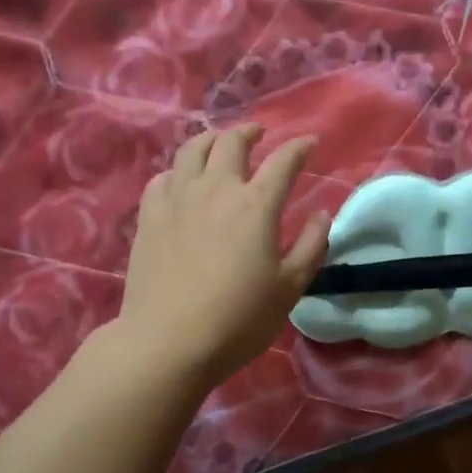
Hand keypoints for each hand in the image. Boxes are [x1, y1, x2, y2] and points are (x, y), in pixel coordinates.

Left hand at [116, 124, 329, 388]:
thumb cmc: (239, 319)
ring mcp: (177, 198)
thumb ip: (311, 246)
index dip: (299, 148)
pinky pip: (164, 176)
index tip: (309, 142)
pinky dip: (180, 169)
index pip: (283, 162)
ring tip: (220, 144)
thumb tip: (322, 214)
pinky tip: (183, 180)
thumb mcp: (289, 288)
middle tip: (259, 134)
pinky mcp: (149, 215)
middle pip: (232, 143)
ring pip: (193, 149)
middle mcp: (216, 190)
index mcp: (256, 206)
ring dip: (212, 139)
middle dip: (250, 132)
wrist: (170, 340)